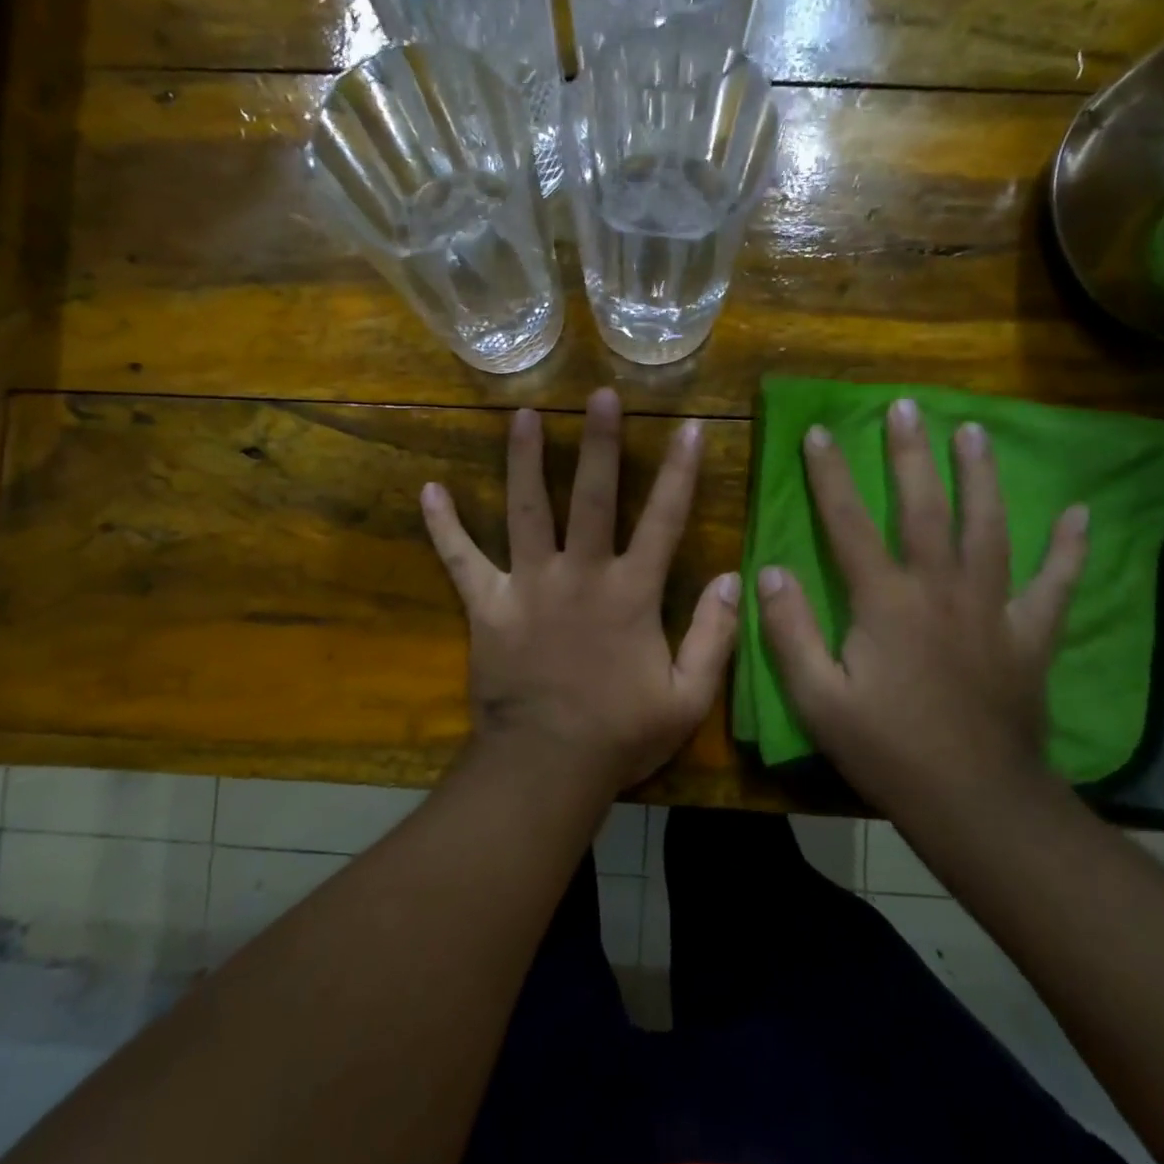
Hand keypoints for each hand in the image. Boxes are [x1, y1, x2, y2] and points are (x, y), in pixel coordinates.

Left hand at [420, 389, 740, 793]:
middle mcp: (580, 575)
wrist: (547, 766)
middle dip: (600, 444)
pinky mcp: (488, 606)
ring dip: (525, 460)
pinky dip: (444, 528)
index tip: (690, 426)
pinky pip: (461, 560)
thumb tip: (733, 579)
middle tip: (600, 396)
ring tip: (523, 416)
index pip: (664, 520)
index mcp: (630, 593)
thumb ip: (714, 636)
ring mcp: (529, 586)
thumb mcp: (688, 697)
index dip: (681, 472)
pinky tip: (429, 491)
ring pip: (526, 510)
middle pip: (592, 497)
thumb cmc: (620, 734)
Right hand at [756, 399, 1088, 813]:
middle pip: (926, 508)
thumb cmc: (886, 750)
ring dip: (981, 477)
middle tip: (908, 406)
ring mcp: (992, 610)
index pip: (850, 523)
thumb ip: (790, 632)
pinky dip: (1068, 549)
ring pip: (990, 528)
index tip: (819, 432)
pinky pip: (1055, 585)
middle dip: (912, 454)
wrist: (974, 801)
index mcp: (886, 603)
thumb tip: (772, 570)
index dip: (831, 476)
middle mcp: (941, 590)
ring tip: (975, 432)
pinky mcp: (1029, 636)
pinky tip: (1079, 515)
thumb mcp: (817, 699)